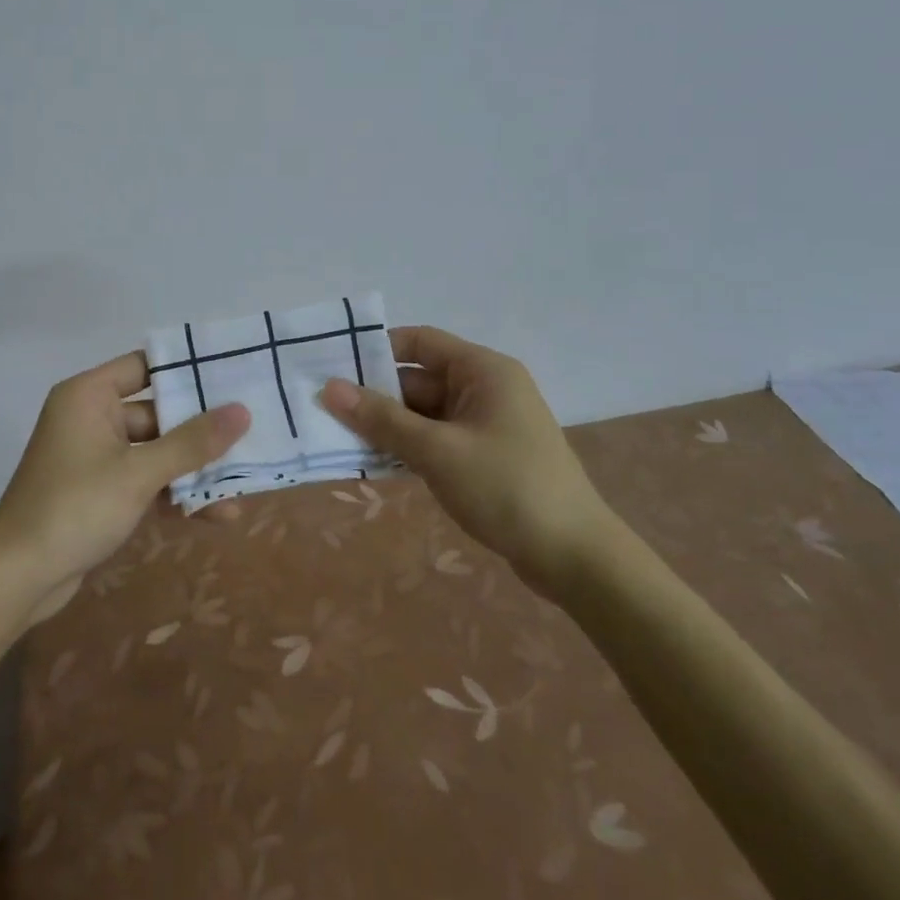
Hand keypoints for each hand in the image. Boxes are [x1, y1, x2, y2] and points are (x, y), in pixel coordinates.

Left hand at [0, 351, 249, 622]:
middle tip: (252, 432)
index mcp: (90, 396)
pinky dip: (174, 495)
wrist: (17, 579)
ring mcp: (95, 457)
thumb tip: (242, 410)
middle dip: (201, 430)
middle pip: (157, 412)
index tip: (233, 374)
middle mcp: (92, 417)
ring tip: (243, 485)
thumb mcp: (139, 474)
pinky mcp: (100, 492)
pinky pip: (145, 481)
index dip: (187, 369)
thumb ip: (192, 443)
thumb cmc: (75, 508)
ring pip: (155, 452)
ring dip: (193, 470)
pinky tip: (218, 514)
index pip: (145, 365)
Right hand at [319, 325, 614, 597]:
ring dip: (388, 426)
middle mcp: (485, 389)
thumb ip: (381, 418)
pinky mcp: (485, 456)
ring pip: (424, 413)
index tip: (334, 366)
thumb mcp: (437, 450)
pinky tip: (374, 463)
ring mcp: (486, 424)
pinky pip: (436, 439)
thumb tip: (329, 388)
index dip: (377, 349)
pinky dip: (408, 447)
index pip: (420, 341)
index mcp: (483, 371)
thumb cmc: (506, 488)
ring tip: (338, 437)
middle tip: (324, 410)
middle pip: (418, 379)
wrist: (575, 558)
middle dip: (375, 396)